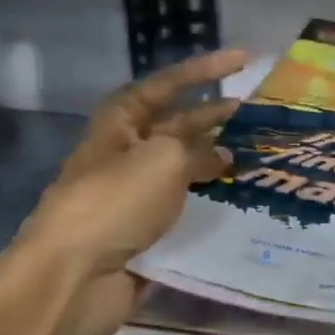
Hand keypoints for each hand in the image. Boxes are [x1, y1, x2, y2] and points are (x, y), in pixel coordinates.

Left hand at [0, 49, 246, 334]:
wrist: (76, 275)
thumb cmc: (115, 201)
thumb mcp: (163, 160)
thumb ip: (198, 151)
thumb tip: (223, 157)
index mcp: (120, 123)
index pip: (166, 84)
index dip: (204, 70)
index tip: (243, 59)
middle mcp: (127, 152)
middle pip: (177, 125)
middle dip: (215, 115)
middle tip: (258, 110)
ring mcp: (135, 193)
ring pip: (184, 167)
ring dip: (217, 159)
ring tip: (258, 154)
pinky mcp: (145, 229)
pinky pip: (184, 205)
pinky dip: (211, 199)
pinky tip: (240, 198)